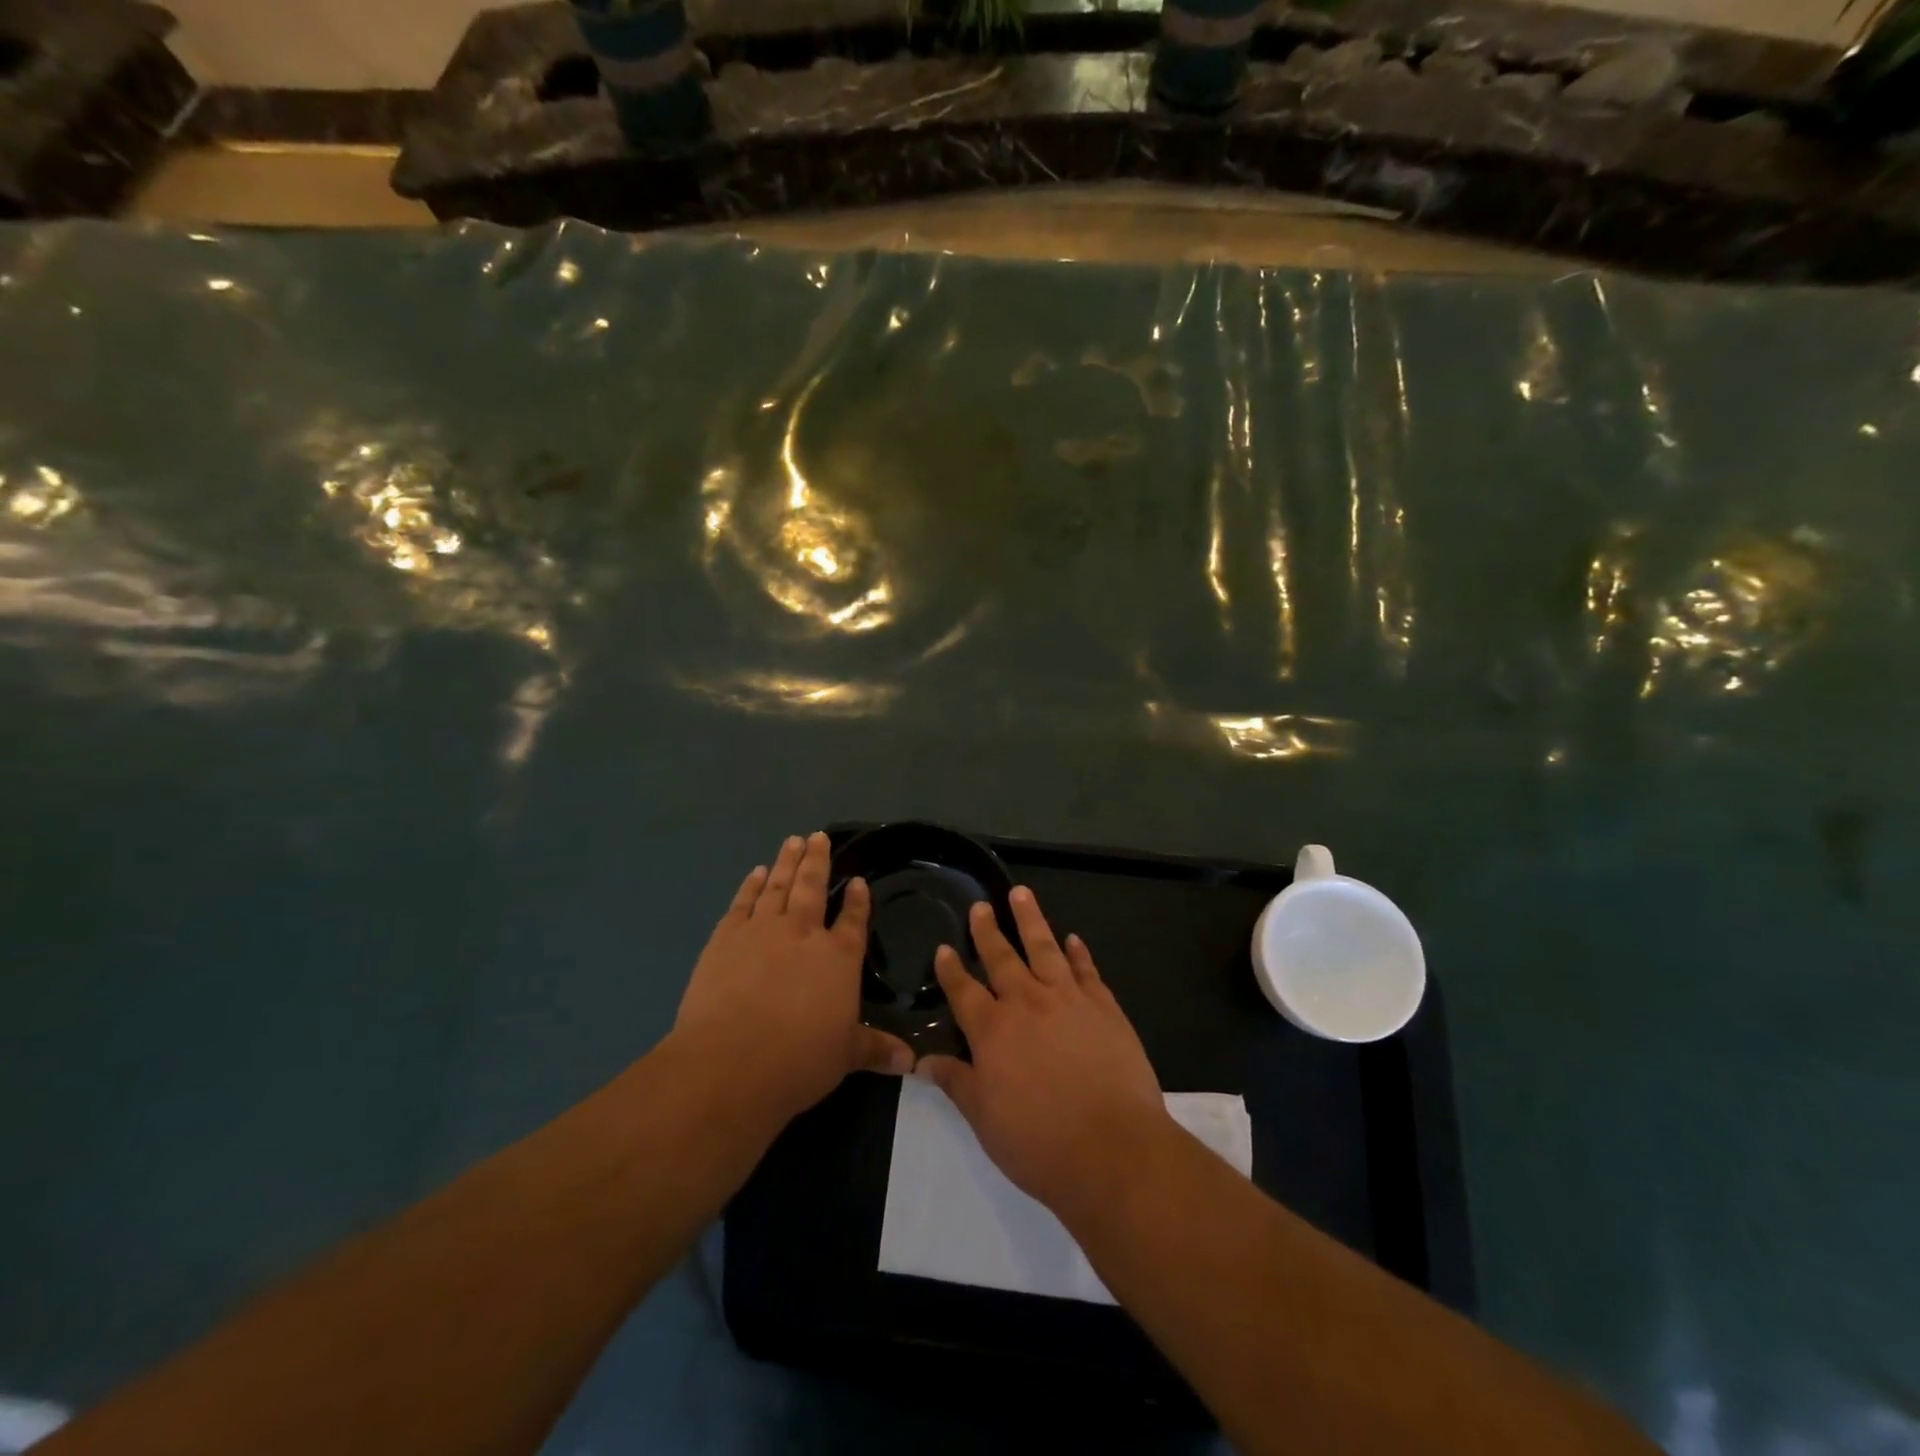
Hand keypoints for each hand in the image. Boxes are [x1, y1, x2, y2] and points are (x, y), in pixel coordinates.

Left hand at [674, 832, 914, 1124]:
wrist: (730, 1062)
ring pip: (778, 885)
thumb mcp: (845, 1056)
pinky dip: (751, 885)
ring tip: (792, 841)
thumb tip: (911, 1062)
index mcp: (839, 958)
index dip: (857, 900)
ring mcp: (762, 930)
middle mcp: (803, 933)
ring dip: (786, 861)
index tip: (858, 881)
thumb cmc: (798, 1060)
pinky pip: (743, 902)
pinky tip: (756, 873)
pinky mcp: (726, 937)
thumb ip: (876, 1050)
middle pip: (812, 887)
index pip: (853, 920)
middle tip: (818, 836)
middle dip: (818, 860)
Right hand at [915, 887, 1170, 1220]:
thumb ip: (956, 1082)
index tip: (943, 948)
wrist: (1113, 1148)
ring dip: (1031, 919)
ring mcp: (1069, 999)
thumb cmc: (1038, 1142)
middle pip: (1002, 957)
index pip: (963, 990)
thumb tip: (923, 1061)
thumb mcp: (984, 1118)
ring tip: (1021, 893)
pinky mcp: (1104, 1007)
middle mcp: (1027, 1003)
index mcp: (992, 1030)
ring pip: (1045, 948)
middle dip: (987, 930)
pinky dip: (1078, 953)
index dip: (951, 969)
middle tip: (980, 906)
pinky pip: (1086, 969)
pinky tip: (1073, 939)